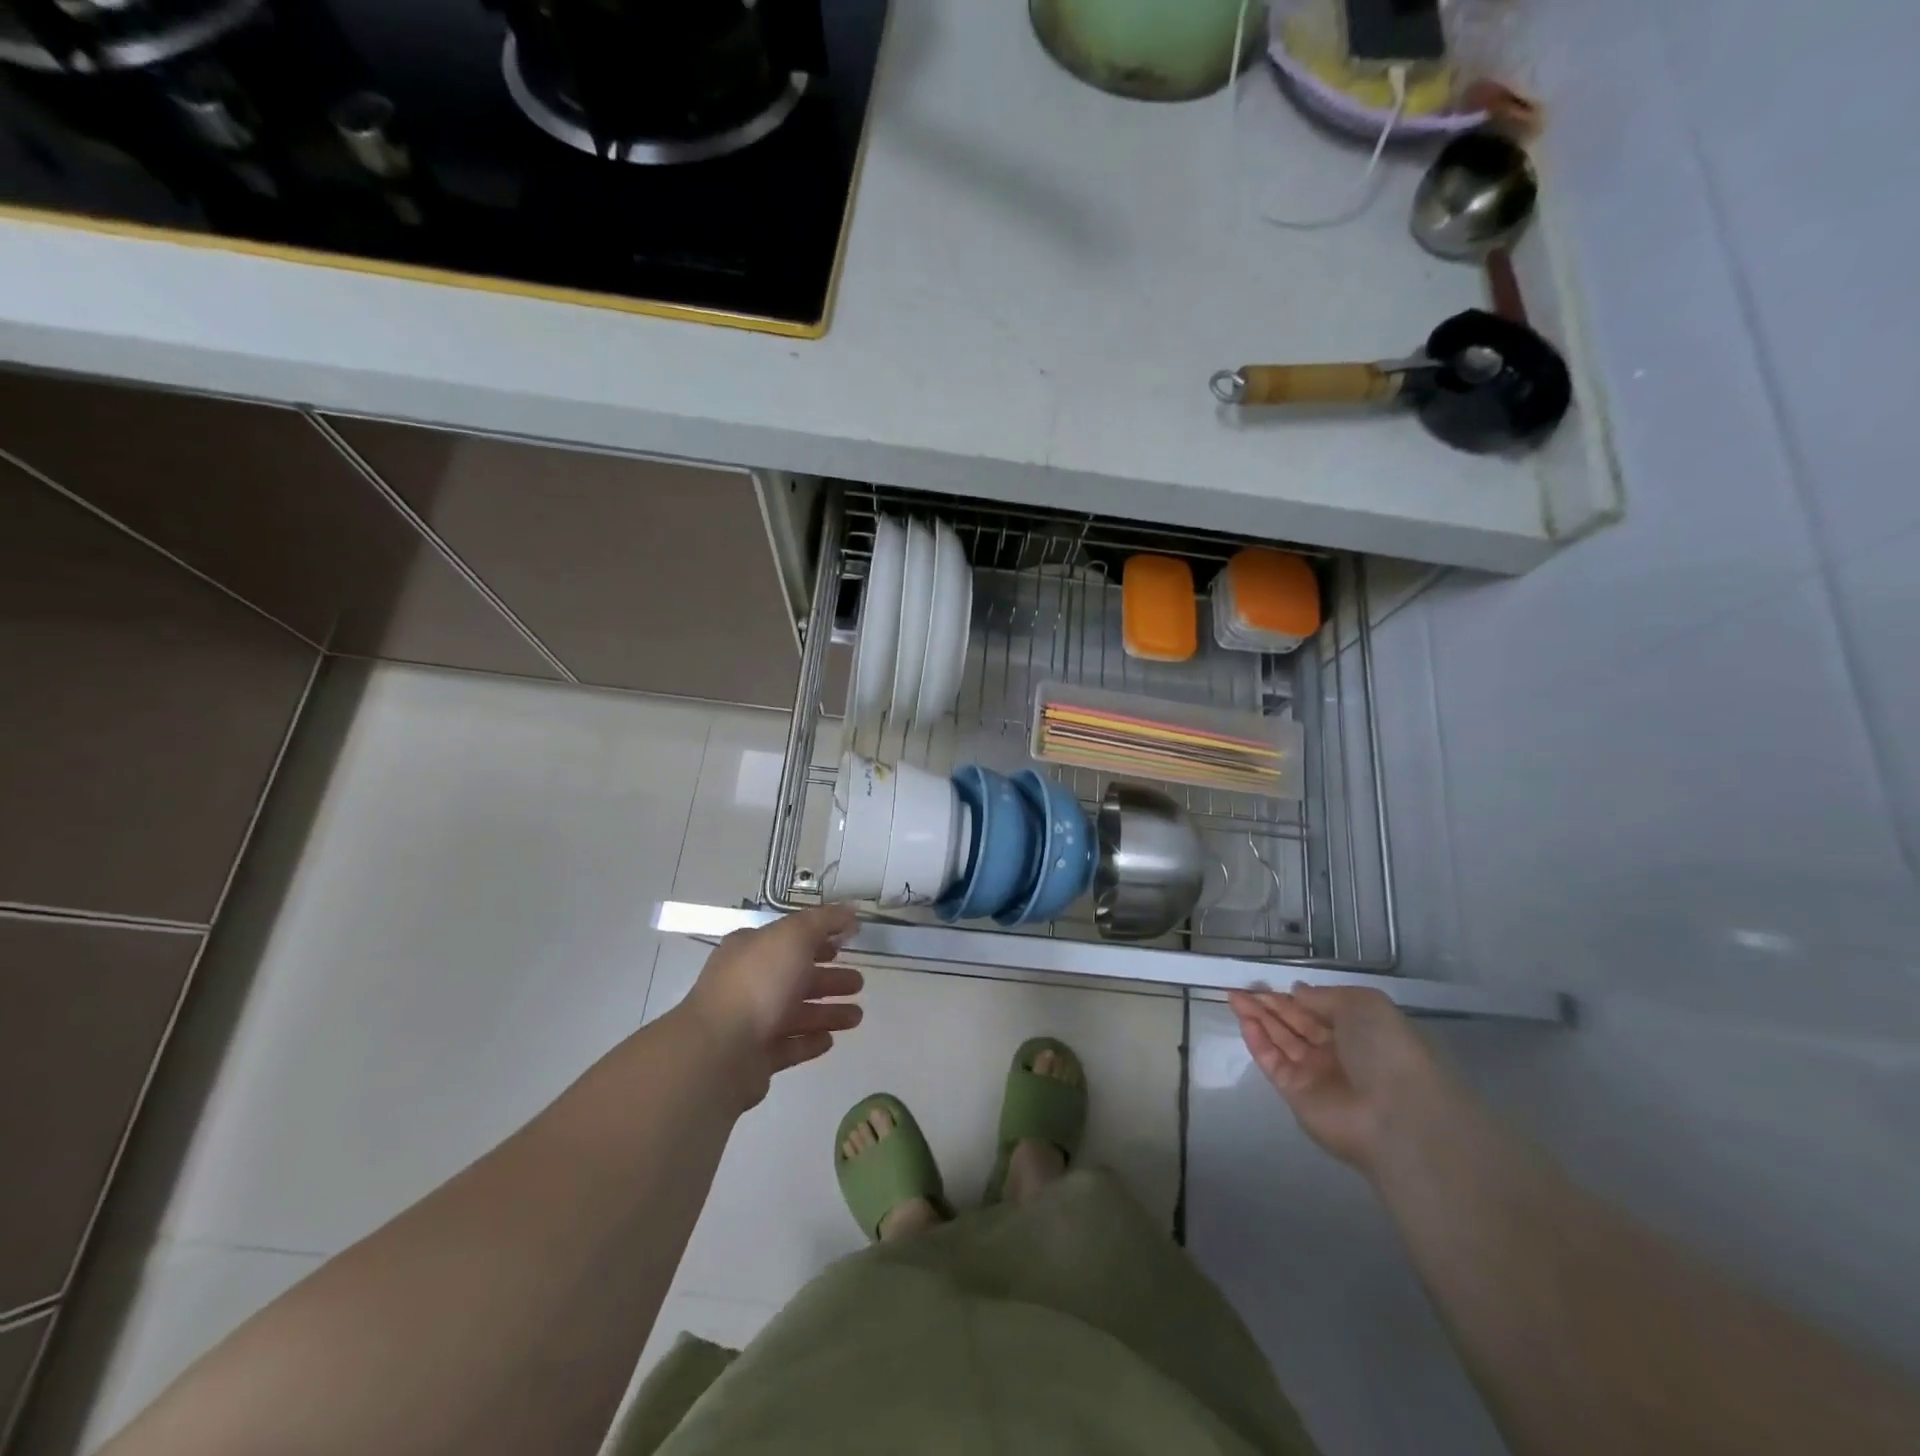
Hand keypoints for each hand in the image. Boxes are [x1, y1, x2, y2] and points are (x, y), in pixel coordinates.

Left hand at [684, 906, 863, 1111]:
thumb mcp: (793, 936)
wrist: (720, 1051)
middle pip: (796, 977)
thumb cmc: (758, 983)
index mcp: (752, 949)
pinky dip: (810, 1041)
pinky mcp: (756, 1057)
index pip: (790, 939)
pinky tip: (831, 1040)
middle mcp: (749, 982)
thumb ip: (824, 921)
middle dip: (830, 978)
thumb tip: (850, 910)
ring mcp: (751, 1021)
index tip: (848, 943)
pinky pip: (789, 1045)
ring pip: (797, 1013)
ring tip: (857, 1017)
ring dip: (828, 1012)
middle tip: (860, 983)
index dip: (819, 938)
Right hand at [1228, 984, 1447, 1174]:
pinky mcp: (1296, 1095)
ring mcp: (1316, 1074)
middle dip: (1270, 1004)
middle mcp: (1338, 1052)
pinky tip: (1244, 1021)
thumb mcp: (1363, 1004)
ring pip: (1281, 1040)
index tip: (1272, 983)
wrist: (1395, 1115)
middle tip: (1243, 987)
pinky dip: (1258, 1041)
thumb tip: (1298, 991)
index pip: (1321, 1010)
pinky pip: (1273, 1062)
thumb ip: (1324, 996)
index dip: (1296, 996)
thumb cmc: (1386, 1050)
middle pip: (1296, 1023)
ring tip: (1233, 996)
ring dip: (1258, 1018)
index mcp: (1360, 1031)